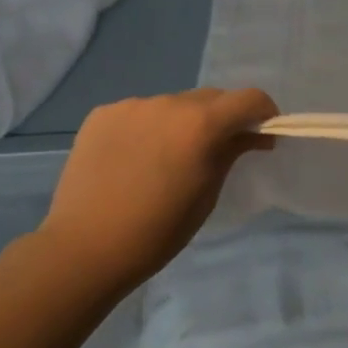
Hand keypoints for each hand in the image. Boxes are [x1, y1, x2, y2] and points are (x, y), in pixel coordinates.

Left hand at [35, 87, 278, 292]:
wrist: (83, 249)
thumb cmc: (157, 231)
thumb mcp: (207, 193)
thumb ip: (231, 152)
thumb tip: (252, 134)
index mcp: (201, 124)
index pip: (249, 99)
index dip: (264, 112)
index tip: (263, 132)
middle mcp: (169, 103)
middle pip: (210, 98)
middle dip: (222, 118)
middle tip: (216, 150)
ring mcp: (132, 105)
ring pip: (173, 105)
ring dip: (181, 123)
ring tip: (166, 158)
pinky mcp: (102, 114)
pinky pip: (139, 113)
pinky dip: (147, 128)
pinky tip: (134, 158)